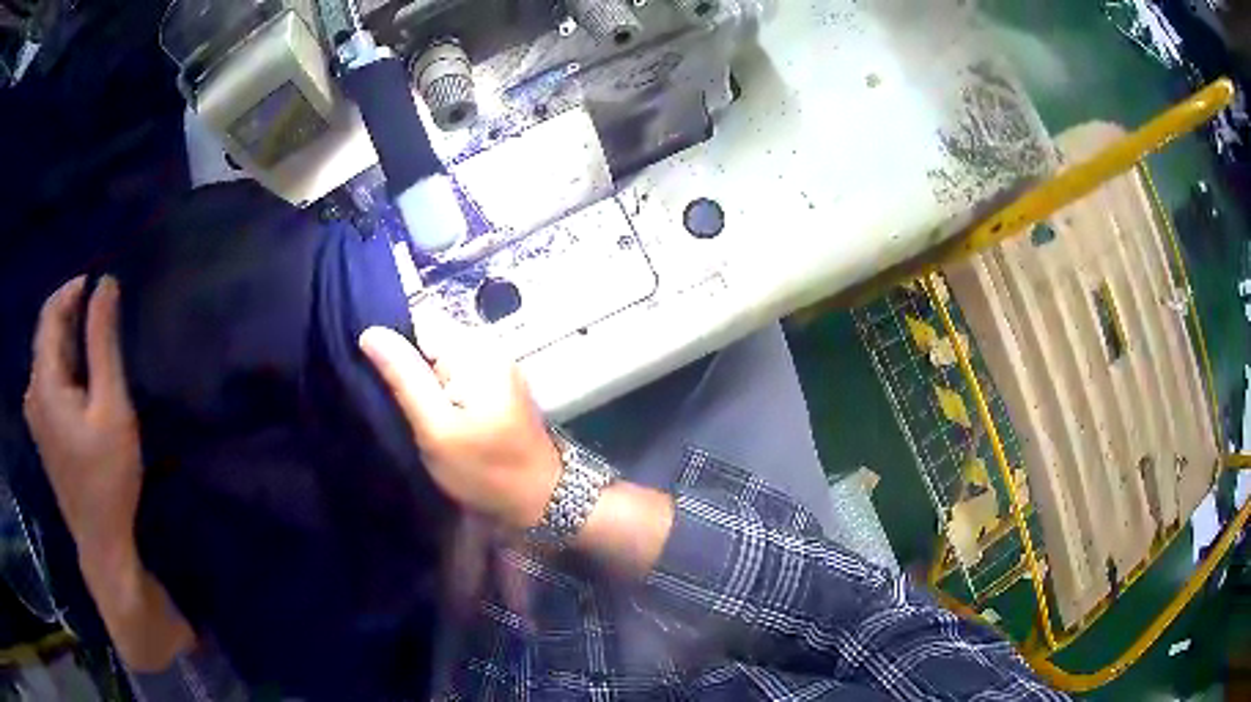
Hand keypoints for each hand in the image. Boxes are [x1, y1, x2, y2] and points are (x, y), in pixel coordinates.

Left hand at [24, 276, 142, 577]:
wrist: (100, 541)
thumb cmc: (107, 477)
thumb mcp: (111, 406)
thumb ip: (103, 342)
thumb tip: (106, 283)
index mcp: (43, 383)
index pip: (50, 314)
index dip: (72, 290)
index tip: (100, 285)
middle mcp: (33, 391)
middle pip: (47, 335)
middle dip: (73, 317)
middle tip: (104, 319)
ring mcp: (35, 413)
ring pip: (48, 358)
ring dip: (70, 343)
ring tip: (98, 351)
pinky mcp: (42, 429)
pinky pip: (49, 380)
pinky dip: (66, 368)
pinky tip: (84, 384)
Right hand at [359, 319, 560, 531]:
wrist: (540, 500)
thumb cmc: (486, 470)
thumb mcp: (437, 429)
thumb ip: (404, 378)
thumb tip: (371, 332)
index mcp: (474, 349)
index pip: (417, 319)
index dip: (390, 341)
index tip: (370, 370)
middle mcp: (487, 346)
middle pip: (427, 337)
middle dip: (403, 363)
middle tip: (386, 397)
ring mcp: (493, 365)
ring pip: (437, 358)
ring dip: (418, 379)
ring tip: (403, 408)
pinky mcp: (494, 385)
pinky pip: (452, 374)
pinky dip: (436, 390)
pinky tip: (426, 412)